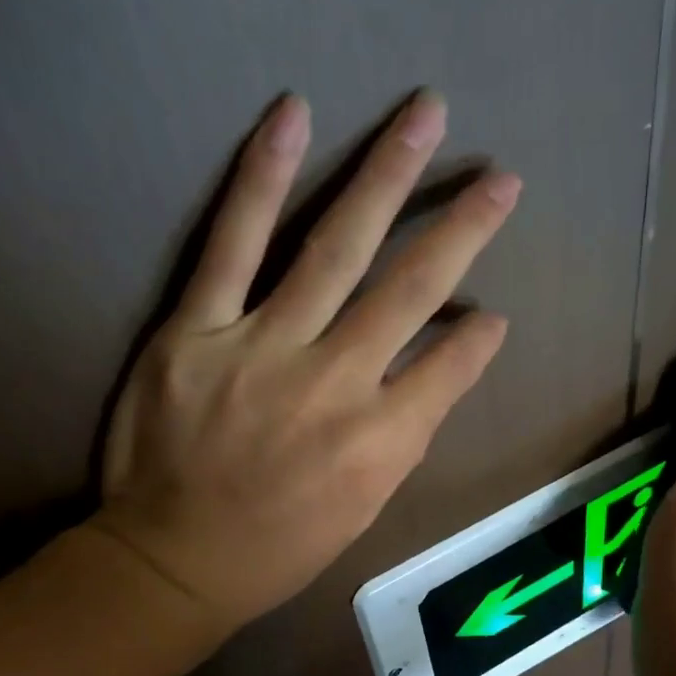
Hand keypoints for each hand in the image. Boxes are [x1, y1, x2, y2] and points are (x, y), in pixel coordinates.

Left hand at [90, 91, 518, 632]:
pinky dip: (264, 178)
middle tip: (501, 179)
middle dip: (463, 229)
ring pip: (335, 247)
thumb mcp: (364, 510)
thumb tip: (437, 370)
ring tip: (424, 115)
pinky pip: (233, 243)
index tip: (492, 314)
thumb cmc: (280, 546)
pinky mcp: (196, 329)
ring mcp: (263, 347)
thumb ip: (403, 437)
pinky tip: (293, 116)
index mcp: (380, 441)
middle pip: (410, 290)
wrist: (175, 560)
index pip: (451, 367)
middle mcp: (334, 384)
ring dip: (386, 177)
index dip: (479, 337)